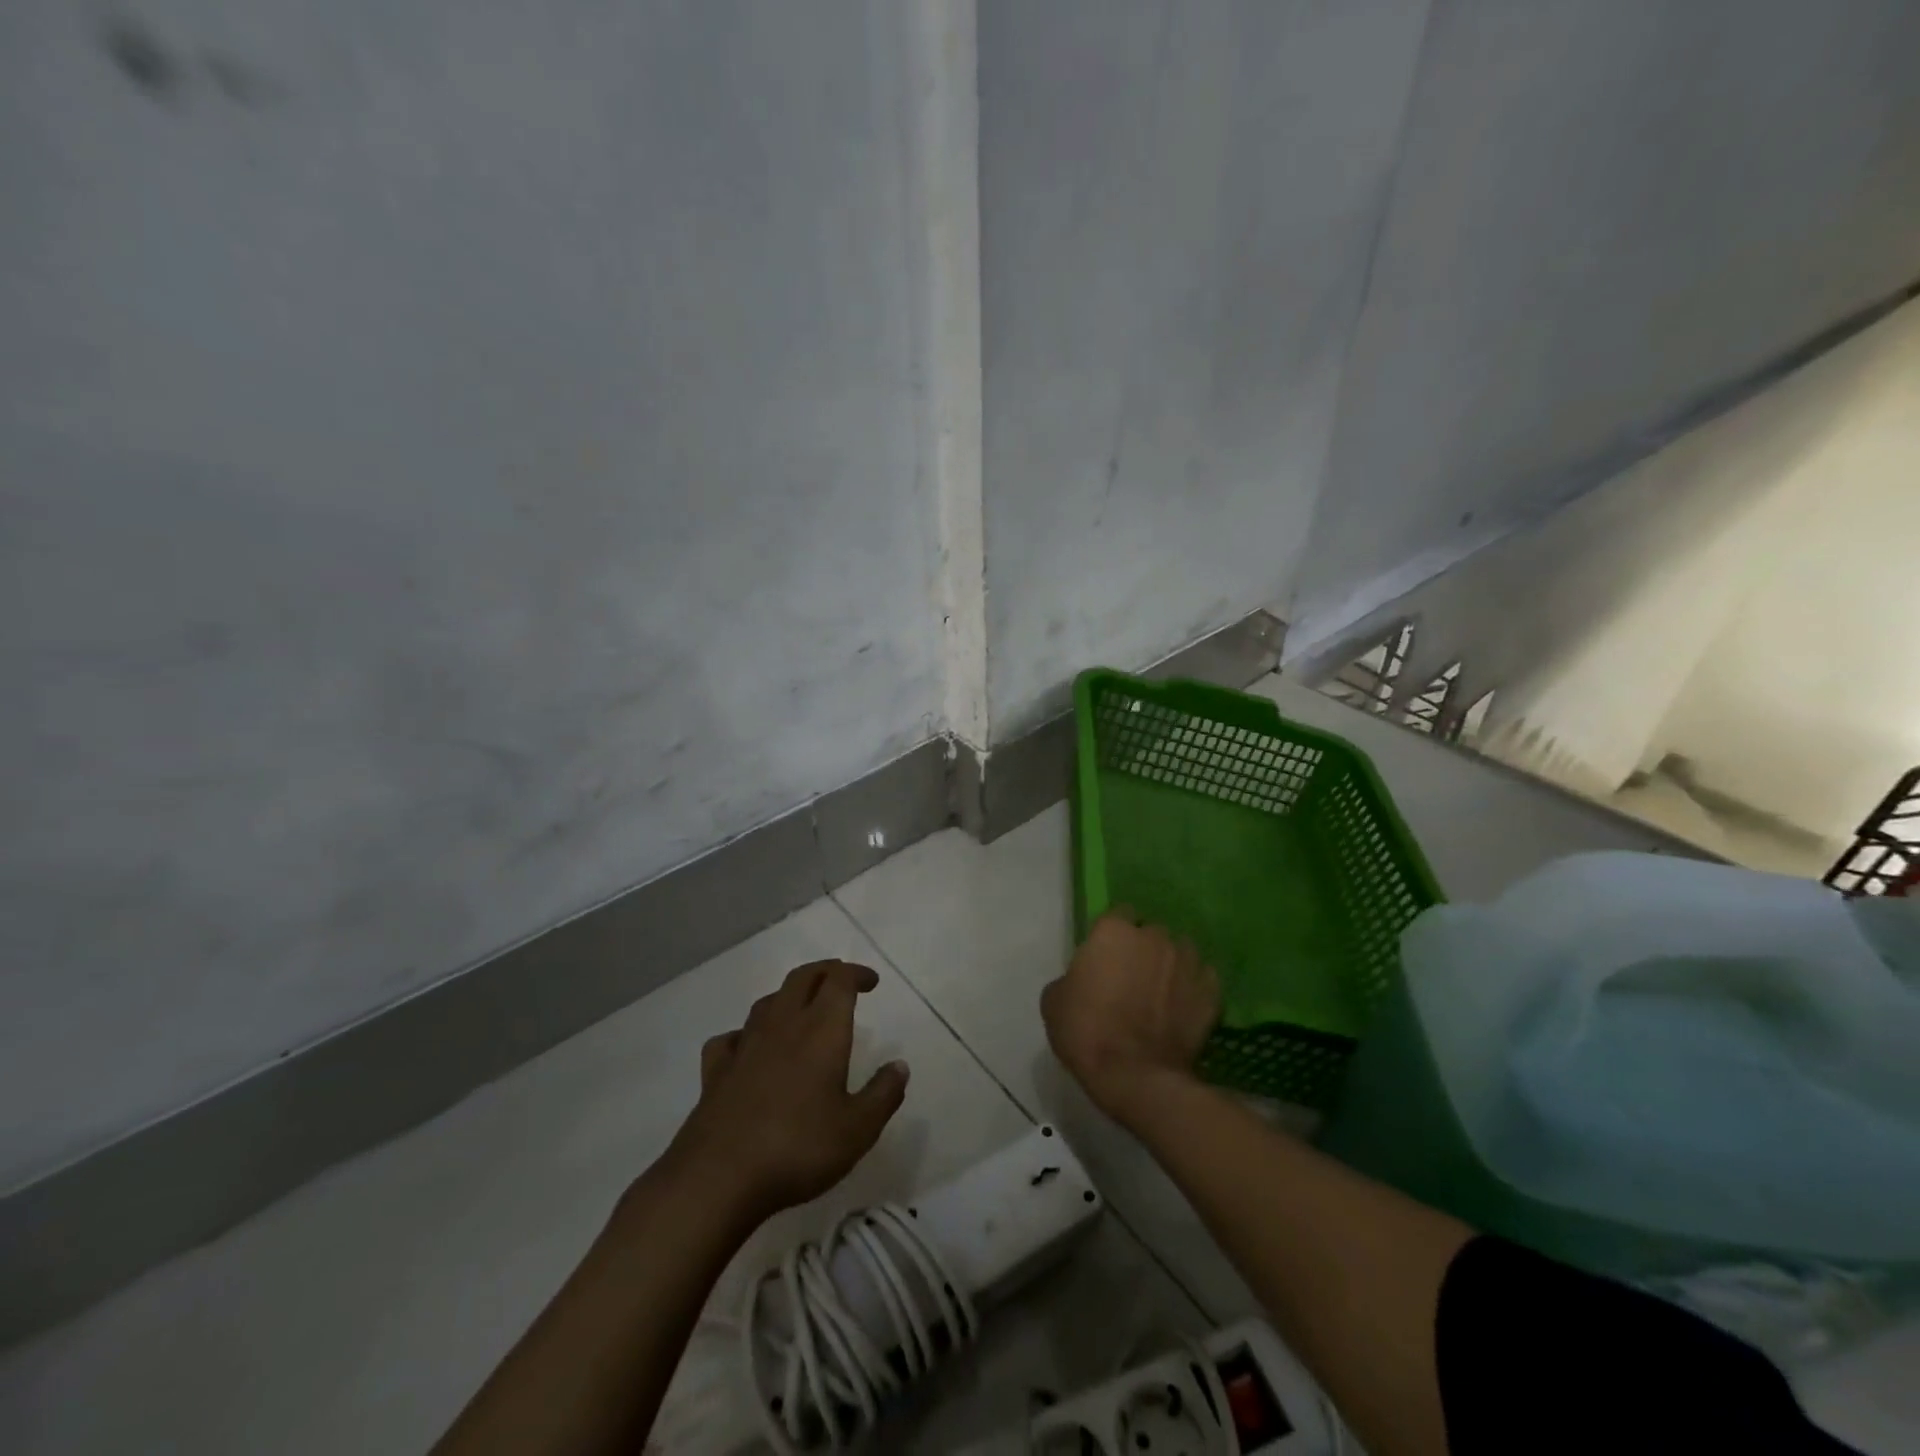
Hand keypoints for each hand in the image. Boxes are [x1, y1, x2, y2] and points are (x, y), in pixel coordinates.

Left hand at [662, 960, 908, 1224]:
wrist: (718, 1177)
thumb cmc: (798, 1148)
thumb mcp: (858, 1129)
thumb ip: (883, 1094)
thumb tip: (900, 1066)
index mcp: (821, 1030)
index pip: (839, 980)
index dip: (857, 974)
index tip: (872, 983)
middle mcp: (783, 1025)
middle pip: (803, 978)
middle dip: (825, 972)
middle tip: (842, 982)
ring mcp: (745, 1045)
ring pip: (768, 1001)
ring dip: (789, 996)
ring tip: (802, 1010)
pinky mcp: (716, 1071)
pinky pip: (731, 1038)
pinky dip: (746, 1034)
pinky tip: (749, 1048)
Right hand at [1041, 908, 1219, 1121]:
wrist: (1135, 1076)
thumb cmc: (1086, 1031)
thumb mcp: (1054, 1000)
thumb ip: (1071, 977)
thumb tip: (1082, 980)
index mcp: (1114, 931)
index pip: (1117, 915)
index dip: (1112, 936)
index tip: (1106, 957)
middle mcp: (1154, 936)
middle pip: (1150, 932)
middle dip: (1143, 949)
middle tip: (1132, 977)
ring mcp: (1187, 962)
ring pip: (1180, 951)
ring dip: (1171, 965)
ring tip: (1161, 992)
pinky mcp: (1210, 991)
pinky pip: (1202, 979)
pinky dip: (1194, 988)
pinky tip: (1183, 1007)